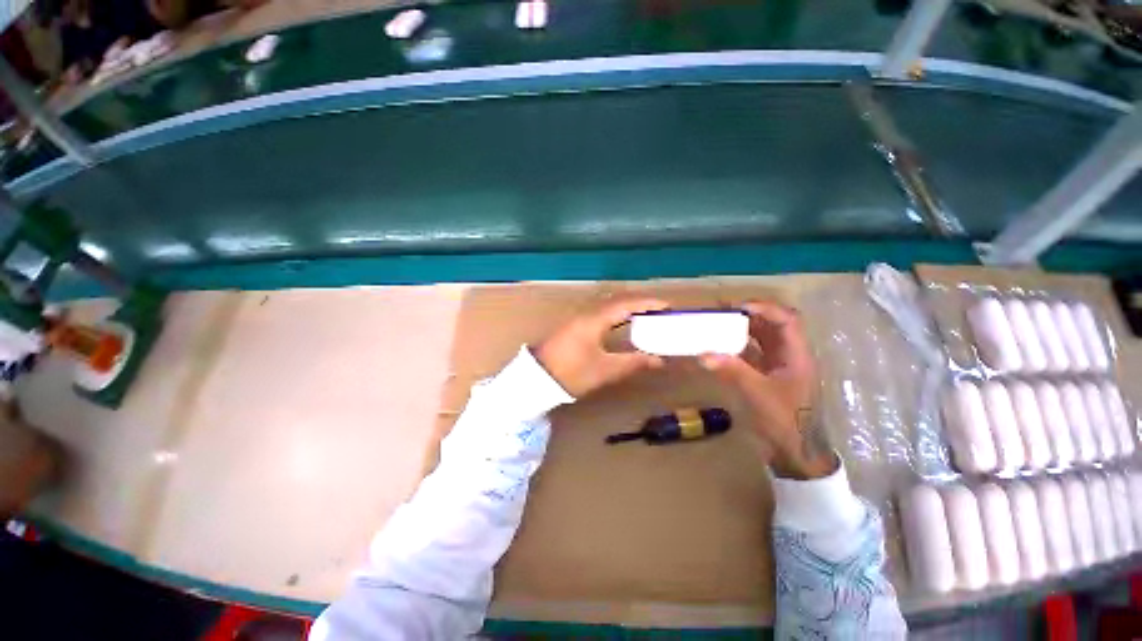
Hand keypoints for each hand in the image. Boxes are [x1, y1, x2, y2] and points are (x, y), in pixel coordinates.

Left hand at [535, 298, 667, 397]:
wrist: (536, 378)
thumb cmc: (571, 373)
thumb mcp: (605, 370)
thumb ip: (633, 362)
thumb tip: (658, 360)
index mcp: (595, 319)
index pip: (626, 304)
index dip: (648, 303)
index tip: (667, 305)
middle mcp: (587, 313)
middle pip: (618, 300)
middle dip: (640, 303)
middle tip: (659, 311)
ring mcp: (579, 317)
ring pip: (608, 305)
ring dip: (627, 307)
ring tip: (646, 315)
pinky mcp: (574, 325)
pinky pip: (601, 312)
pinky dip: (616, 314)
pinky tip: (621, 324)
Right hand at [700, 302, 835, 479]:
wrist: (795, 454)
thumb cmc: (785, 423)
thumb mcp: (759, 396)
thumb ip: (733, 371)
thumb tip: (703, 353)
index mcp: (797, 355)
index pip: (786, 320)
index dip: (763, 308)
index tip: (735, 308)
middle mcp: (789, 355)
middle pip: (772, 325)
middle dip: (747, 315)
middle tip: (720, 313)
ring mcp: (778, 366)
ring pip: (761, 338)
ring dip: (740, 329)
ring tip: (717, 325)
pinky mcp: (767, 375)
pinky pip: (751, 353)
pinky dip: (736, 346)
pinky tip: (719, 347)